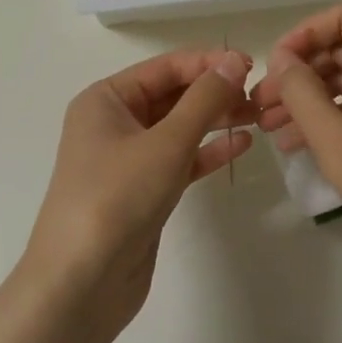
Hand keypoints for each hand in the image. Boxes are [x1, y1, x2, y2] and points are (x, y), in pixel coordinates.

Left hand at [20, 49, 255, 336]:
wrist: (81, 281)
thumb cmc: (117, 198)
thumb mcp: (165, 143)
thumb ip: (204, 100)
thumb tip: (235, 61)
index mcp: (105, 100)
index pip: (164, 68)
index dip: (207, 63)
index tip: (252, 65)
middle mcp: (112, 123)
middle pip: (171, 96)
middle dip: (213, 93)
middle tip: (260, 95)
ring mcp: (126, 160)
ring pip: (177, 129)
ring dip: (215, 121)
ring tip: (258, 117)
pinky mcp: (142, 192)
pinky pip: (178, 161)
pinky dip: (206, 153)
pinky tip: (241, 146)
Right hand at [253, 0, 341, 311]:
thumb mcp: (341, 148)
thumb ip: (304, 96)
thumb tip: (280, 60)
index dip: (307, 32)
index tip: (275, 67)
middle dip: (304, 71)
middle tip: (262, 104)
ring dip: (316, 97)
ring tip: (272, 127)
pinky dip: (340, 117)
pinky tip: (302, 142)